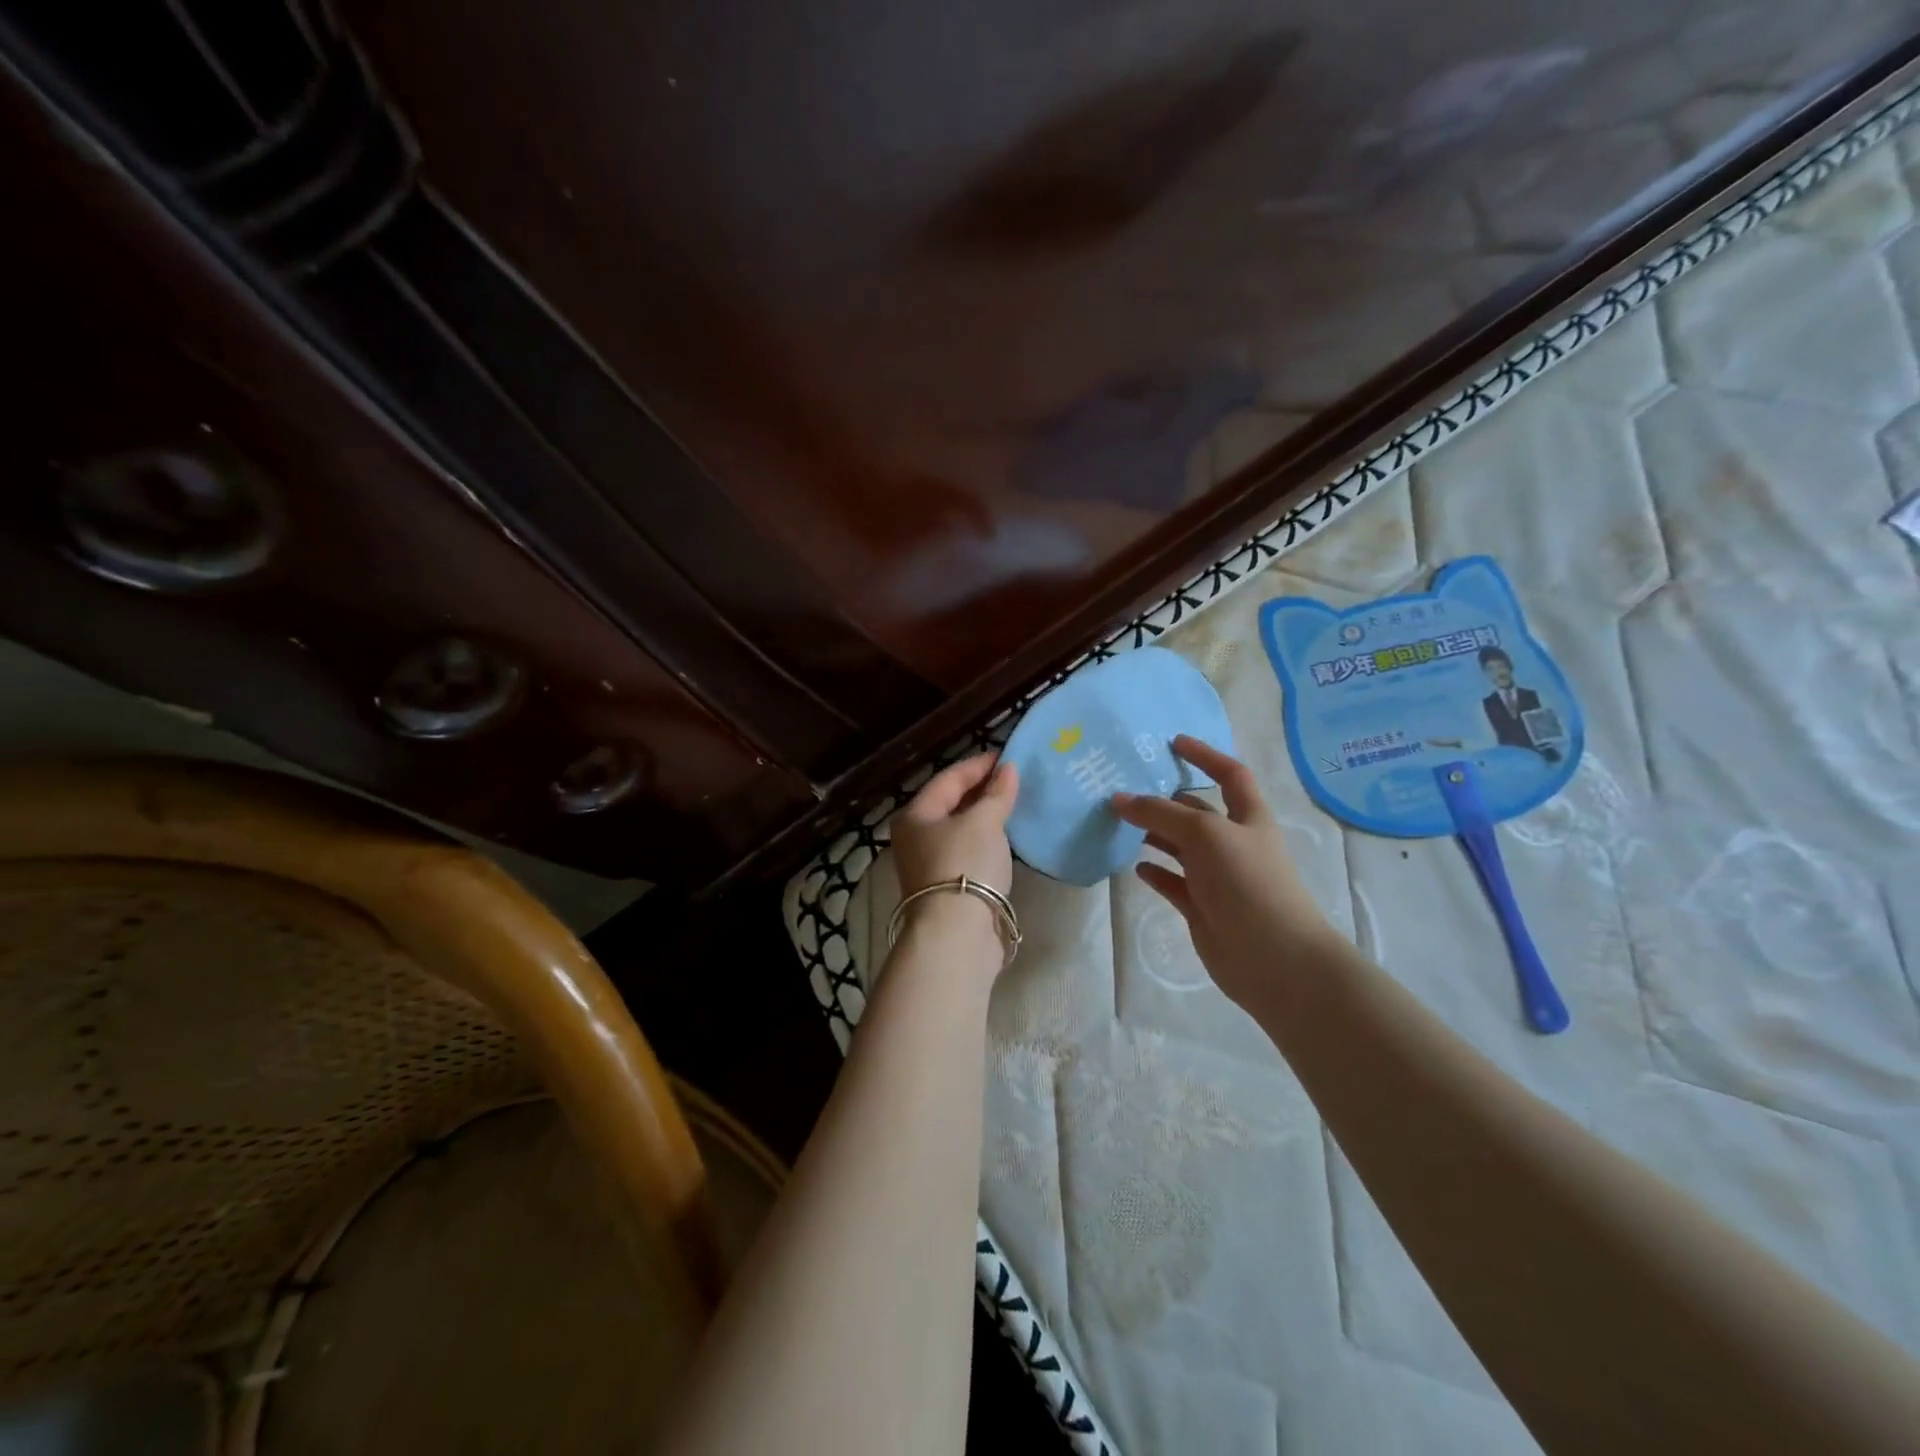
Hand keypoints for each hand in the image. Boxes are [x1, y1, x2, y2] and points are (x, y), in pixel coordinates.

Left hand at [888, 753, 1018, 969]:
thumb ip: (997, 794)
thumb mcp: (984, 822)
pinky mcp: (945, 887)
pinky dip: (984, 839)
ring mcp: (927, 864)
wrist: (957, 933)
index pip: (948, 778)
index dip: (977, 765)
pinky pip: (966, 851)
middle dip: (980, 789)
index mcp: (915, 815)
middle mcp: (914, 837)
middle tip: (1012, 778)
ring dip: (983, 815)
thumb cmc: (965, 865)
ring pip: (958, 829)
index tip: (1006, 756)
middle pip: (949, 803)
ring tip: (1012, 803)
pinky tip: (1004, 837)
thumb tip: (1008, 769)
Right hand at [1113, 736, 1339, 1011]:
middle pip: (1197, 812)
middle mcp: (1234, 843)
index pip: (1230, 775)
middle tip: (1126, 788)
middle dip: (1166, 799)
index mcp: (1248, 818)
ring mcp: (1218, 877)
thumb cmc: (1247, 882)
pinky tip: (1134, 867)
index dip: (1205, 756)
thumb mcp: (1204, 834)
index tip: (1173, 743)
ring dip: (1154, 835)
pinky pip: (1173, 883)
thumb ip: (1160, 813)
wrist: (1273, 957)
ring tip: (1119, 824)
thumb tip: (1119, 798)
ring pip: (1180, 847)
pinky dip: (1155, 873)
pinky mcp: (1202, 908)